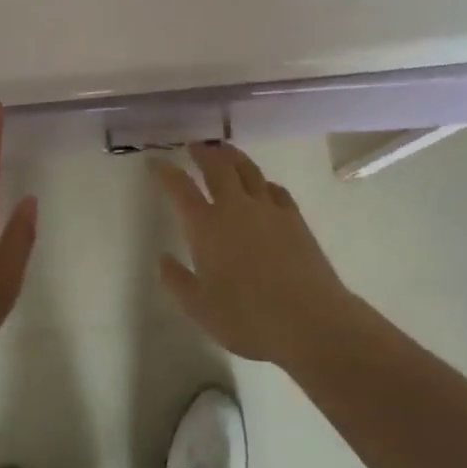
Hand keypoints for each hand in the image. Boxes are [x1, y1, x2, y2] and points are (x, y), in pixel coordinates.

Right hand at [151, 144, 352, 368]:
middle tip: (194, 146)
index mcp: (206, 227)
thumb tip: (164, 259)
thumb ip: (177, 282)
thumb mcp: (200, 310)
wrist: (311, 321)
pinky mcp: (294, 218)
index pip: (180, 188)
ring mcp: (268, 209)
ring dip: (232, 156)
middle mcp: (235, 208)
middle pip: (217, 166)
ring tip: (225, 152)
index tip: (155, 162)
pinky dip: (262, 181)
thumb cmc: (249, 319)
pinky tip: (262, 187)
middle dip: (203, 152)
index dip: (165, 172)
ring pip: (247, 170)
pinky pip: (274, 189)